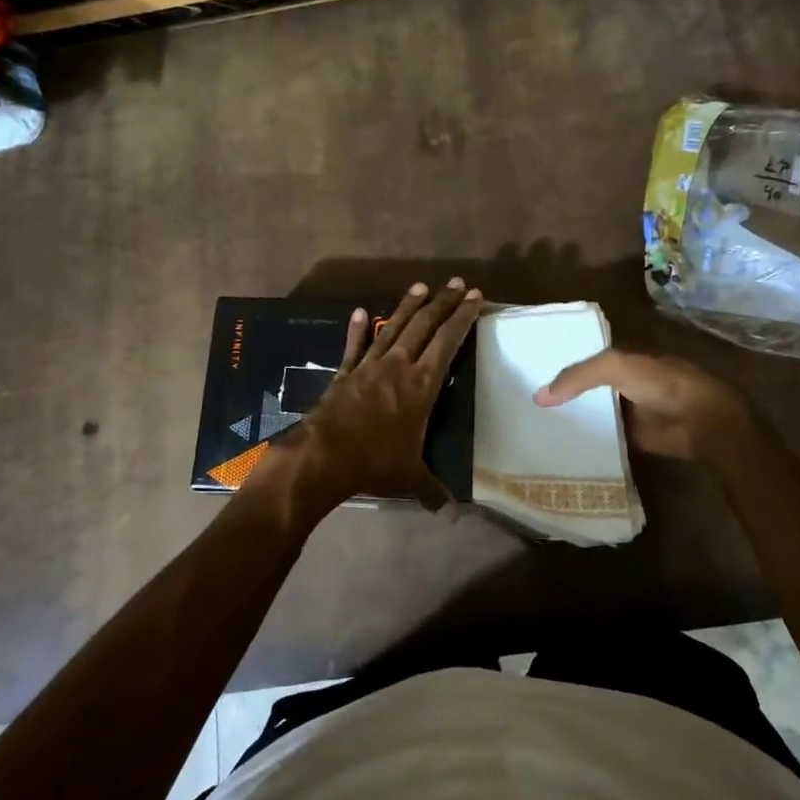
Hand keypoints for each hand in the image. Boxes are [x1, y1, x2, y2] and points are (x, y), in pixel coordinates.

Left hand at [285, 279, 481, 508]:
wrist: (324, 456)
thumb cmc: (374, 463)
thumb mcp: (409, 478)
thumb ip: (433, 491)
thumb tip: (452, 516)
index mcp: (421, 385)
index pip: (448, 343)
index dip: (462, 318)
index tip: (474, 297)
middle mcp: (398, 367)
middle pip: (424, 327)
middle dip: (442, 304)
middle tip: (455, 282)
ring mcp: (369, 367)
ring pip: (394, 328)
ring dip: (408, 307)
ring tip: (421, 286)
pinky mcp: (345, 373)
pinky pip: (355, 346)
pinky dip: (359, 329)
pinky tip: (362, 311)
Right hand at [534, 348, 749, 461]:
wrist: (700, 420)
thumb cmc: (660, 384)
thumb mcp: (615, 367)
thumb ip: (578, 377)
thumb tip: (539, 396)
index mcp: (621, 359)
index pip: (583, 358)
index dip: (559, 363)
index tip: (528, 374)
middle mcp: (622, 384)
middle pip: (585, 389)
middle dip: (561, 395)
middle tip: (525, 405)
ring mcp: (628, 412)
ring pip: (592, 414)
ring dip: (571, 420)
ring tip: (533, 428)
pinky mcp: (632, 438)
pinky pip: (603, 439)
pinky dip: (587, 442)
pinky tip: (560, 448)